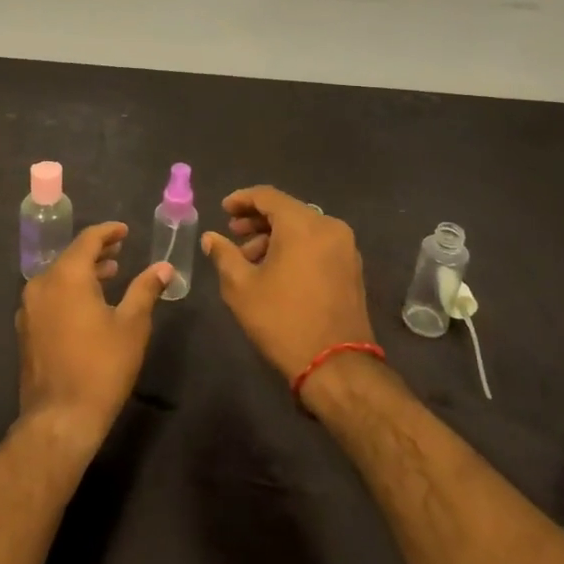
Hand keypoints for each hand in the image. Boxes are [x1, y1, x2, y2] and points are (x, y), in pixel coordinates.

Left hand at [16, 222, 172, 452]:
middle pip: (70, 256)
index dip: (108, 232)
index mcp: (67, 276)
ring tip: (109, 276)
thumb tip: (164, 267)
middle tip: (120, 251)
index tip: (125, 231)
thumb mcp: (132, 325)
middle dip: (96, 252)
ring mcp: (29, 308)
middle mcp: (42, 284)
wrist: (60, 418)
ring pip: (58, 277)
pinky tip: (87, 305)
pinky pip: (49, 296)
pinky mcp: (25, 329)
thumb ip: (145, 289)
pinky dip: (68, 291)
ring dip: (82, 272)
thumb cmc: (102, 366)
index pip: (88, 240)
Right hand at [202, 186, 376, 393]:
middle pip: (287, 210)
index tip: (223, 210)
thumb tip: (211, 237)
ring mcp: (345, 247)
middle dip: (257, 220)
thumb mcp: (241, 287)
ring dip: (275, 236)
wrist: (336, 366)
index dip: (241, 199)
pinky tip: (276, 269)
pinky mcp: (352, 268)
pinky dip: (295, 248)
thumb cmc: (283, 320)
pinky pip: (318, 244)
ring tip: (250, 259)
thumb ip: (223, 255)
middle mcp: (329, 226)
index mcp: (303, 224)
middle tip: (233, 234)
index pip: (268, 196)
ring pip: (303, 228)